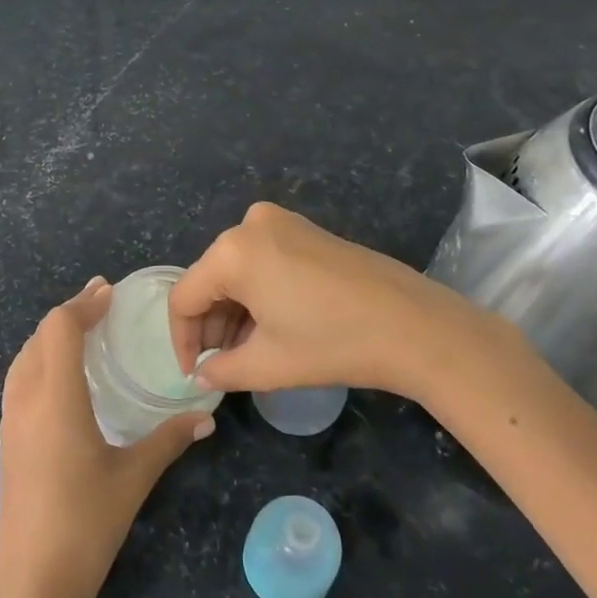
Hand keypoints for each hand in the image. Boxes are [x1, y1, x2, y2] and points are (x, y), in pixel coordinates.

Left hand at [0, 278, 214, 597]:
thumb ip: (168, 439)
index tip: (109, 292)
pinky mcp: (6, 440)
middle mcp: (26, 400)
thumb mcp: (133, 477)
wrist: (31, 583)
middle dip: (69, 314)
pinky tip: (63, 379)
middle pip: (39, 336)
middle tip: (102, 306)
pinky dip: (40, 361)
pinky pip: (19, 380)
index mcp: (55, 398)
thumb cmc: (86, 524)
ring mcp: (9, 420)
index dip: (83, 303)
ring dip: (51, 337)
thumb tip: (206, 415)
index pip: (60, 328)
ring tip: (83, 334)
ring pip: (24, 357)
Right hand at [168, 203, 523, 405]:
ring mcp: (281, 222)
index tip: (193, 374)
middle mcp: (249, 225)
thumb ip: (222, 370)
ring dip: (234, 312)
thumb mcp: (268, 364)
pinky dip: (257, 293)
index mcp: (232, 252)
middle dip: (210, 325)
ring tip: (245, 352)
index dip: (182, 340)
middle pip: (210, 280)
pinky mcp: (305, 230)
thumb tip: (202, 374)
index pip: (185, 297)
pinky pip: (262, 261)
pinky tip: (270, 327)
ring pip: (236, 271)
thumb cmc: (332, 343)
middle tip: (219, 365)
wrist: (414, 325)